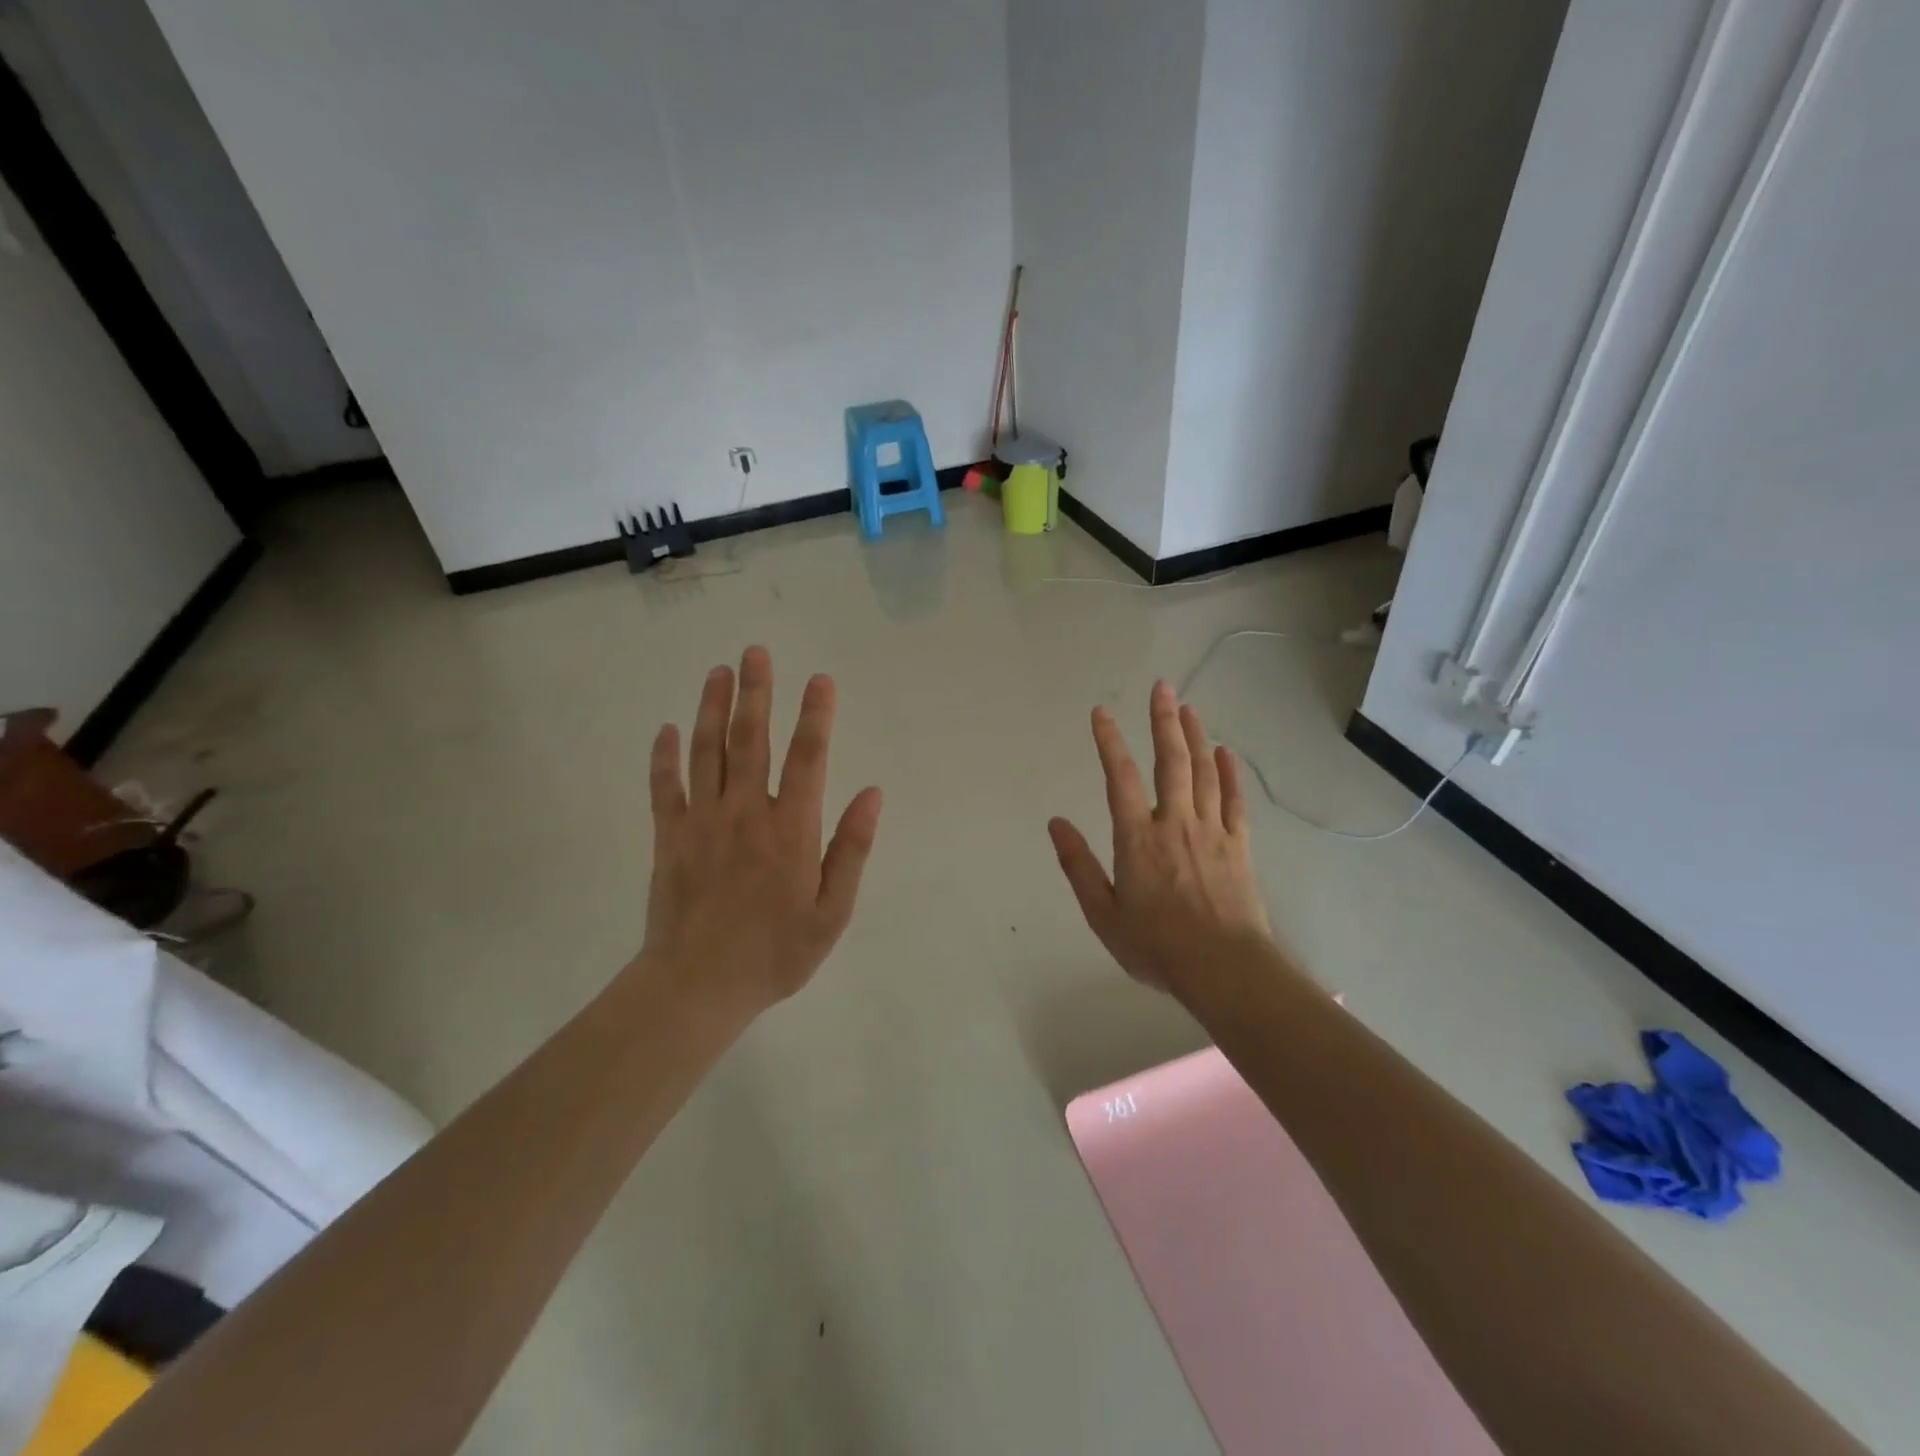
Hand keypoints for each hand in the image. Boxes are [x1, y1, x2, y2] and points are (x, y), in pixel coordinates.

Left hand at [643, 646, 882, 1012]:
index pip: (808, 757)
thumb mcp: (832, 911)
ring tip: (719, 671)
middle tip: (756, 651)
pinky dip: (664, 756)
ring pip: (707, 751)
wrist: (698, 986)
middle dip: (757, 692)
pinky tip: (667, 729)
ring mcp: (702, 821)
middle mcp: (746, 812)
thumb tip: (873, 793)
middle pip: (751, 739)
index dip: (816, 715)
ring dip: (713, 707)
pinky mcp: (669, 836)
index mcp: (791, 828)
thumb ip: (852, 849)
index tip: (820, 679)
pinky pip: (665, 786)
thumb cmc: (775, 952)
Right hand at [1049, 682, 1272, 992]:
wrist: (1224, 969)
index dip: (1109, 741)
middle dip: (1163, 721)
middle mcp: (1175, 823)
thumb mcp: (1103, 913)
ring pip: (1204, 773)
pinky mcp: (1238, 846)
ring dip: (1196, 737)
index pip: (1120, 777)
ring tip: (1189, 708)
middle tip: (1162, 687)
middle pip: (1170, 761)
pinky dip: (1230, 774)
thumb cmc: (1156, 945)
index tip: (1101, 712)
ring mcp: (1212, 832)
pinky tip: (1226, 752)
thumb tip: (1056, 823)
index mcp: (1137, 838)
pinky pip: (1235, 801)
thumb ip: (1078, 865)